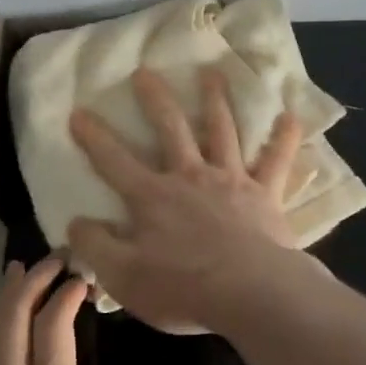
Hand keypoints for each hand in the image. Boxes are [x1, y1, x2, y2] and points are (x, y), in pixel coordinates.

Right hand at [67, 67, 304, 331]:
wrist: (249, 292)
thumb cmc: (183, 288)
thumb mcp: (123, 277)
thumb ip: (96, 246)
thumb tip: (75, 221)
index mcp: (153, 197)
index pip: (114, 161)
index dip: (94, 137)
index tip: (78, 111)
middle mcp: (190, 176)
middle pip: (170, 129)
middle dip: (155, 99)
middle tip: (145, 72)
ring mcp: (231, 180)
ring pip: (222, 130)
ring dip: (215, 100)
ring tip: (212, 72)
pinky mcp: (265, 193)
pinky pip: (276, 160)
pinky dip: (284, 138)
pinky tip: (290, 117)